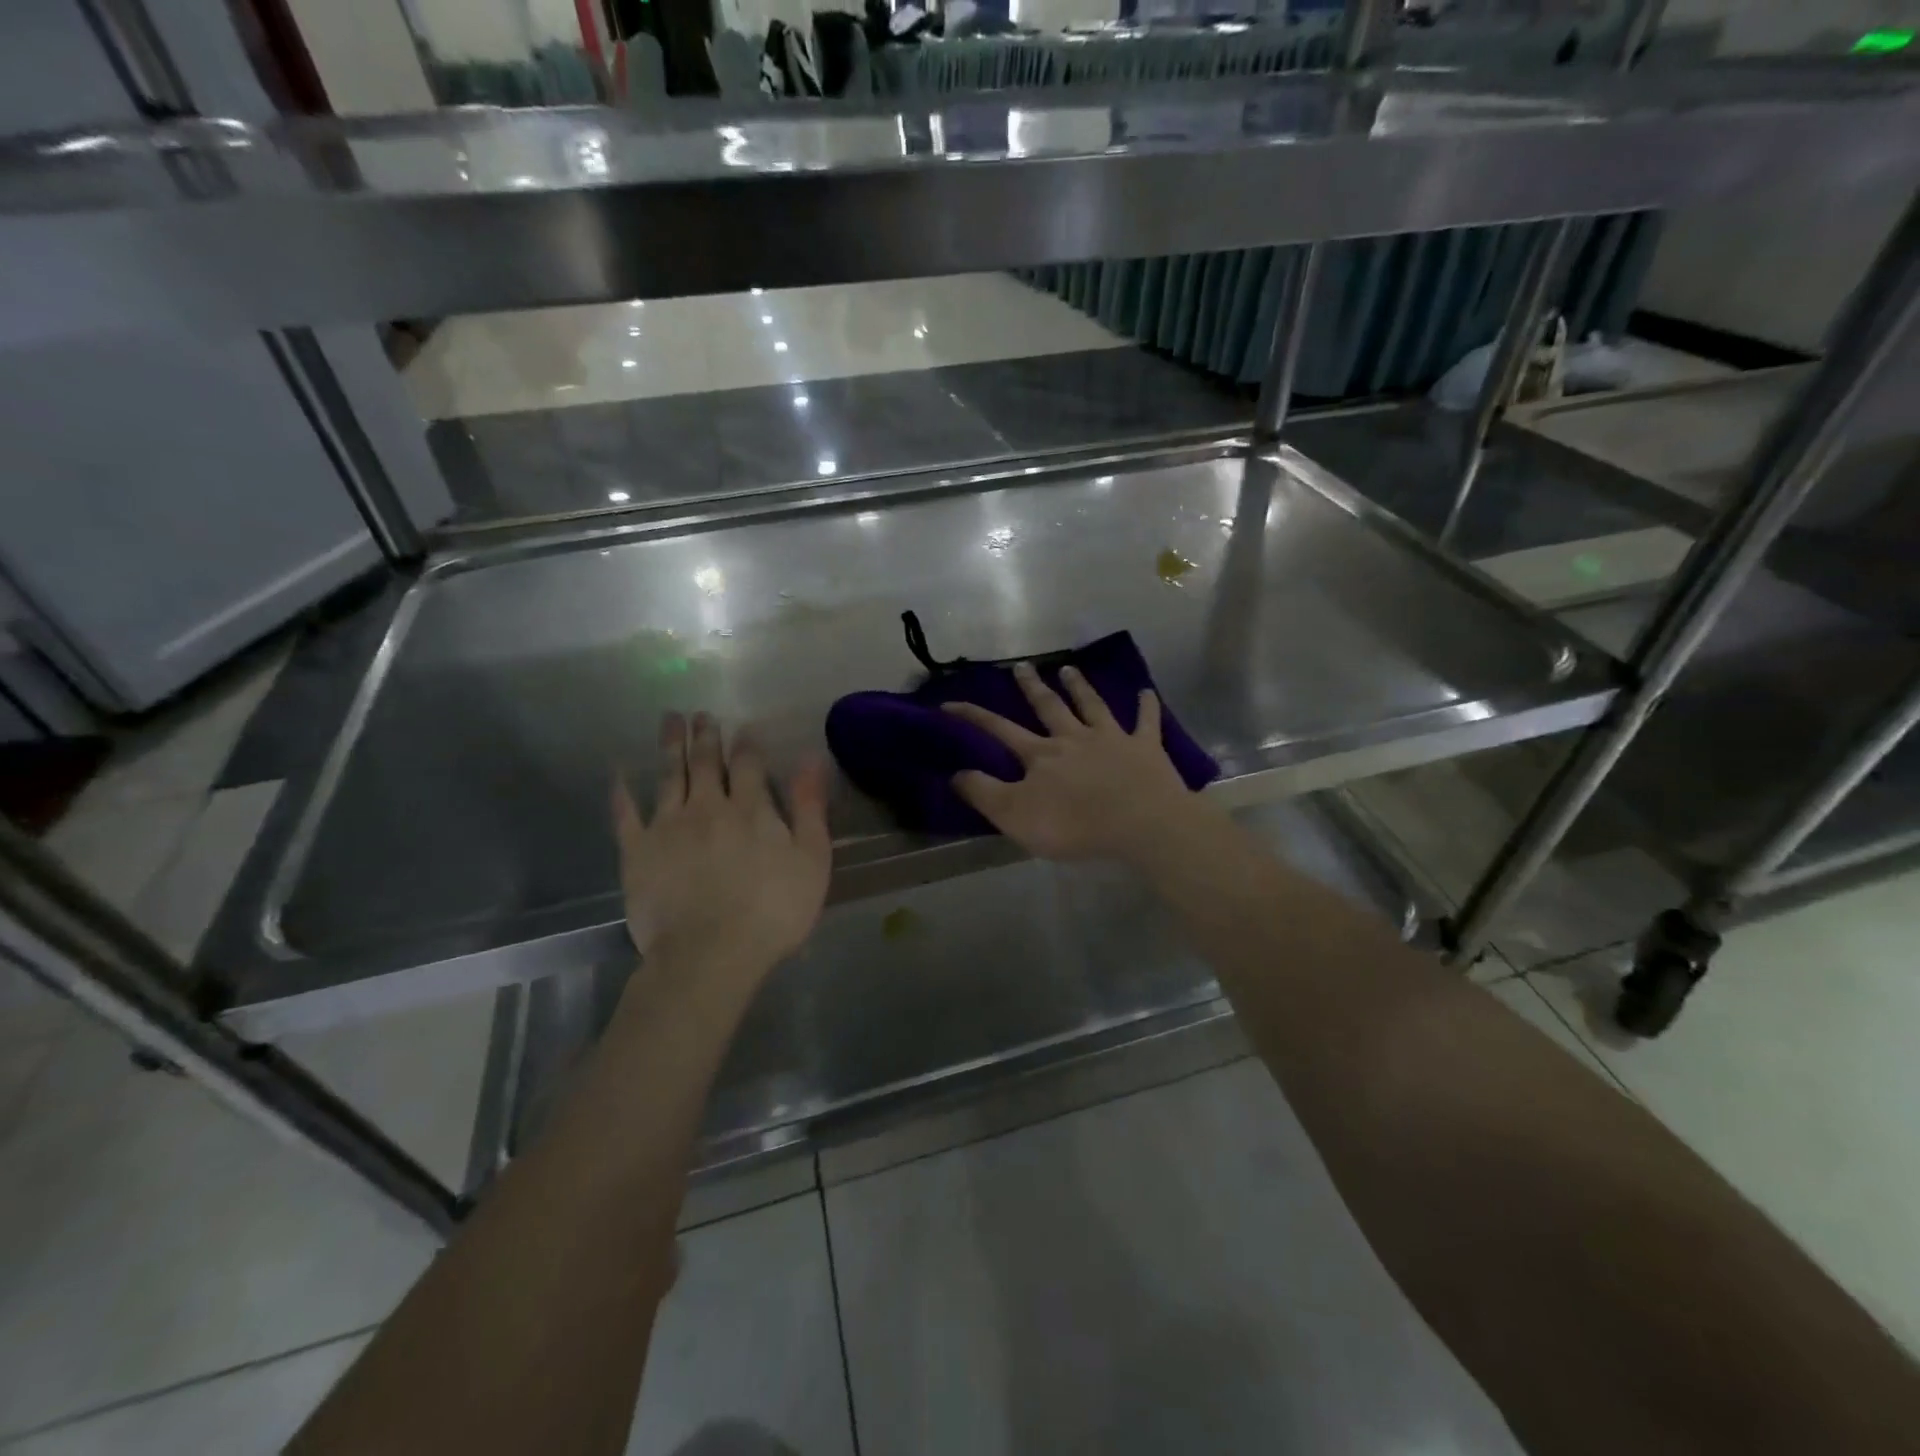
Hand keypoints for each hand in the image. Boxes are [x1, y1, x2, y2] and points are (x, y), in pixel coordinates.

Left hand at [613, 713, 831, 979]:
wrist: (710, 955)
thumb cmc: (773, 911)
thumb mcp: (811, 859)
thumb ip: (809, 807)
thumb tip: (811, 758)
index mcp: (751, 808)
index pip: (749, 763)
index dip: (747, 743)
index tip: (744, 727)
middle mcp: (707, 806)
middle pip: (706, 762)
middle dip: (705, 735)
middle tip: (701, 714)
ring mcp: (667, 826)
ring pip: (669, 776)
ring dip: (670, 746)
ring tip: (669, 721)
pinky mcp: (637, 851)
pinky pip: (626, 813)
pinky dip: (622, 791)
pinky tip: (619, 773)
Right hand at [944, 662, 1201, 863]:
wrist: (1140, 824)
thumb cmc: (1074, 824)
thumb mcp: (1015, 815)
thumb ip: (984, 793)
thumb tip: (955, 772)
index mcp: (1041, 755)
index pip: (999, 730)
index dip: (973, 717)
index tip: (950, 703)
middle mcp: (1073, 738)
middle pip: (1049, 707)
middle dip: (1032, 686)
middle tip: (1022, 666)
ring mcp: (1112, 739)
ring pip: (1092, 705)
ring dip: (1079, 686)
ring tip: (1069, 668)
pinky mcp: (1145, 748)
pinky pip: (1146, 721)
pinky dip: (1146, 706)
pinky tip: (1146, 692)